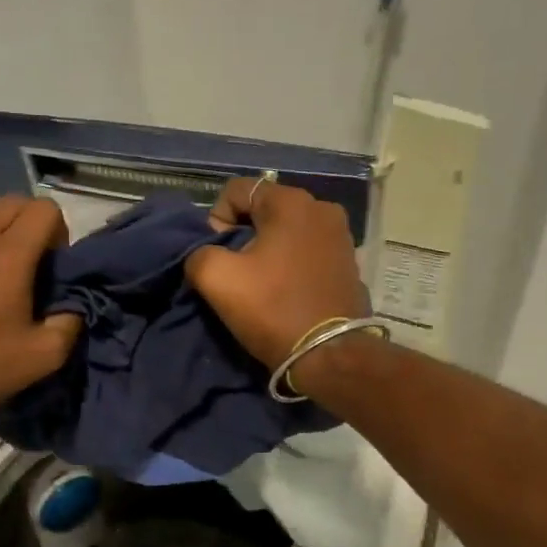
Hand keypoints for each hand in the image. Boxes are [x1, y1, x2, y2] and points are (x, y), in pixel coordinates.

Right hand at [185, 176, 367, 368]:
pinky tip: (285, 292)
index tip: (218, 257)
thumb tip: (208, 253)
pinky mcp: (348, 262)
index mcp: (292, 202)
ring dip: (267, 252)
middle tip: (236, 274)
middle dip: (243, 236)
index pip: (237, 191)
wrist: (330, 355)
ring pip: (286, 232)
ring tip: (261, 285)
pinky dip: (290, 265)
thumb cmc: (273, 309)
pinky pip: (307, 251)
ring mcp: (341, 235)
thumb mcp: (217, 279)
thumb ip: (198, 253)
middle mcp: (322, 208)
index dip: (216, 221)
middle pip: (264, 210)